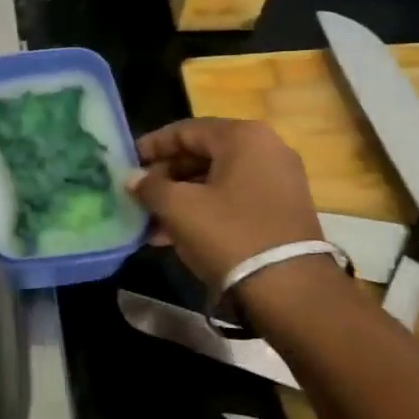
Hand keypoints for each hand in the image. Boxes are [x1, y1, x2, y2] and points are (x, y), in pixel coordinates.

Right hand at [126, 118, 325, 286]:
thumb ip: (150, 187)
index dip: (152, 145)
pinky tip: (177, 235)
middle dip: (166, 176)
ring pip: (217, 179)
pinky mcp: (283, 209)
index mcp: (243, 136)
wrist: (291, 289)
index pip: (185, 130)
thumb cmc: (229, 235)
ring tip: (151, 221)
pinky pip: (234, 198)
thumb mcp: (179, 209)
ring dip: (182, 197)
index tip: (126, 162)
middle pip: (202, 153)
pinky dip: (205, 209)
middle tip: (138, 194)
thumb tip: (131, 178)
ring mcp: (279, 179)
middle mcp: (266, 148)